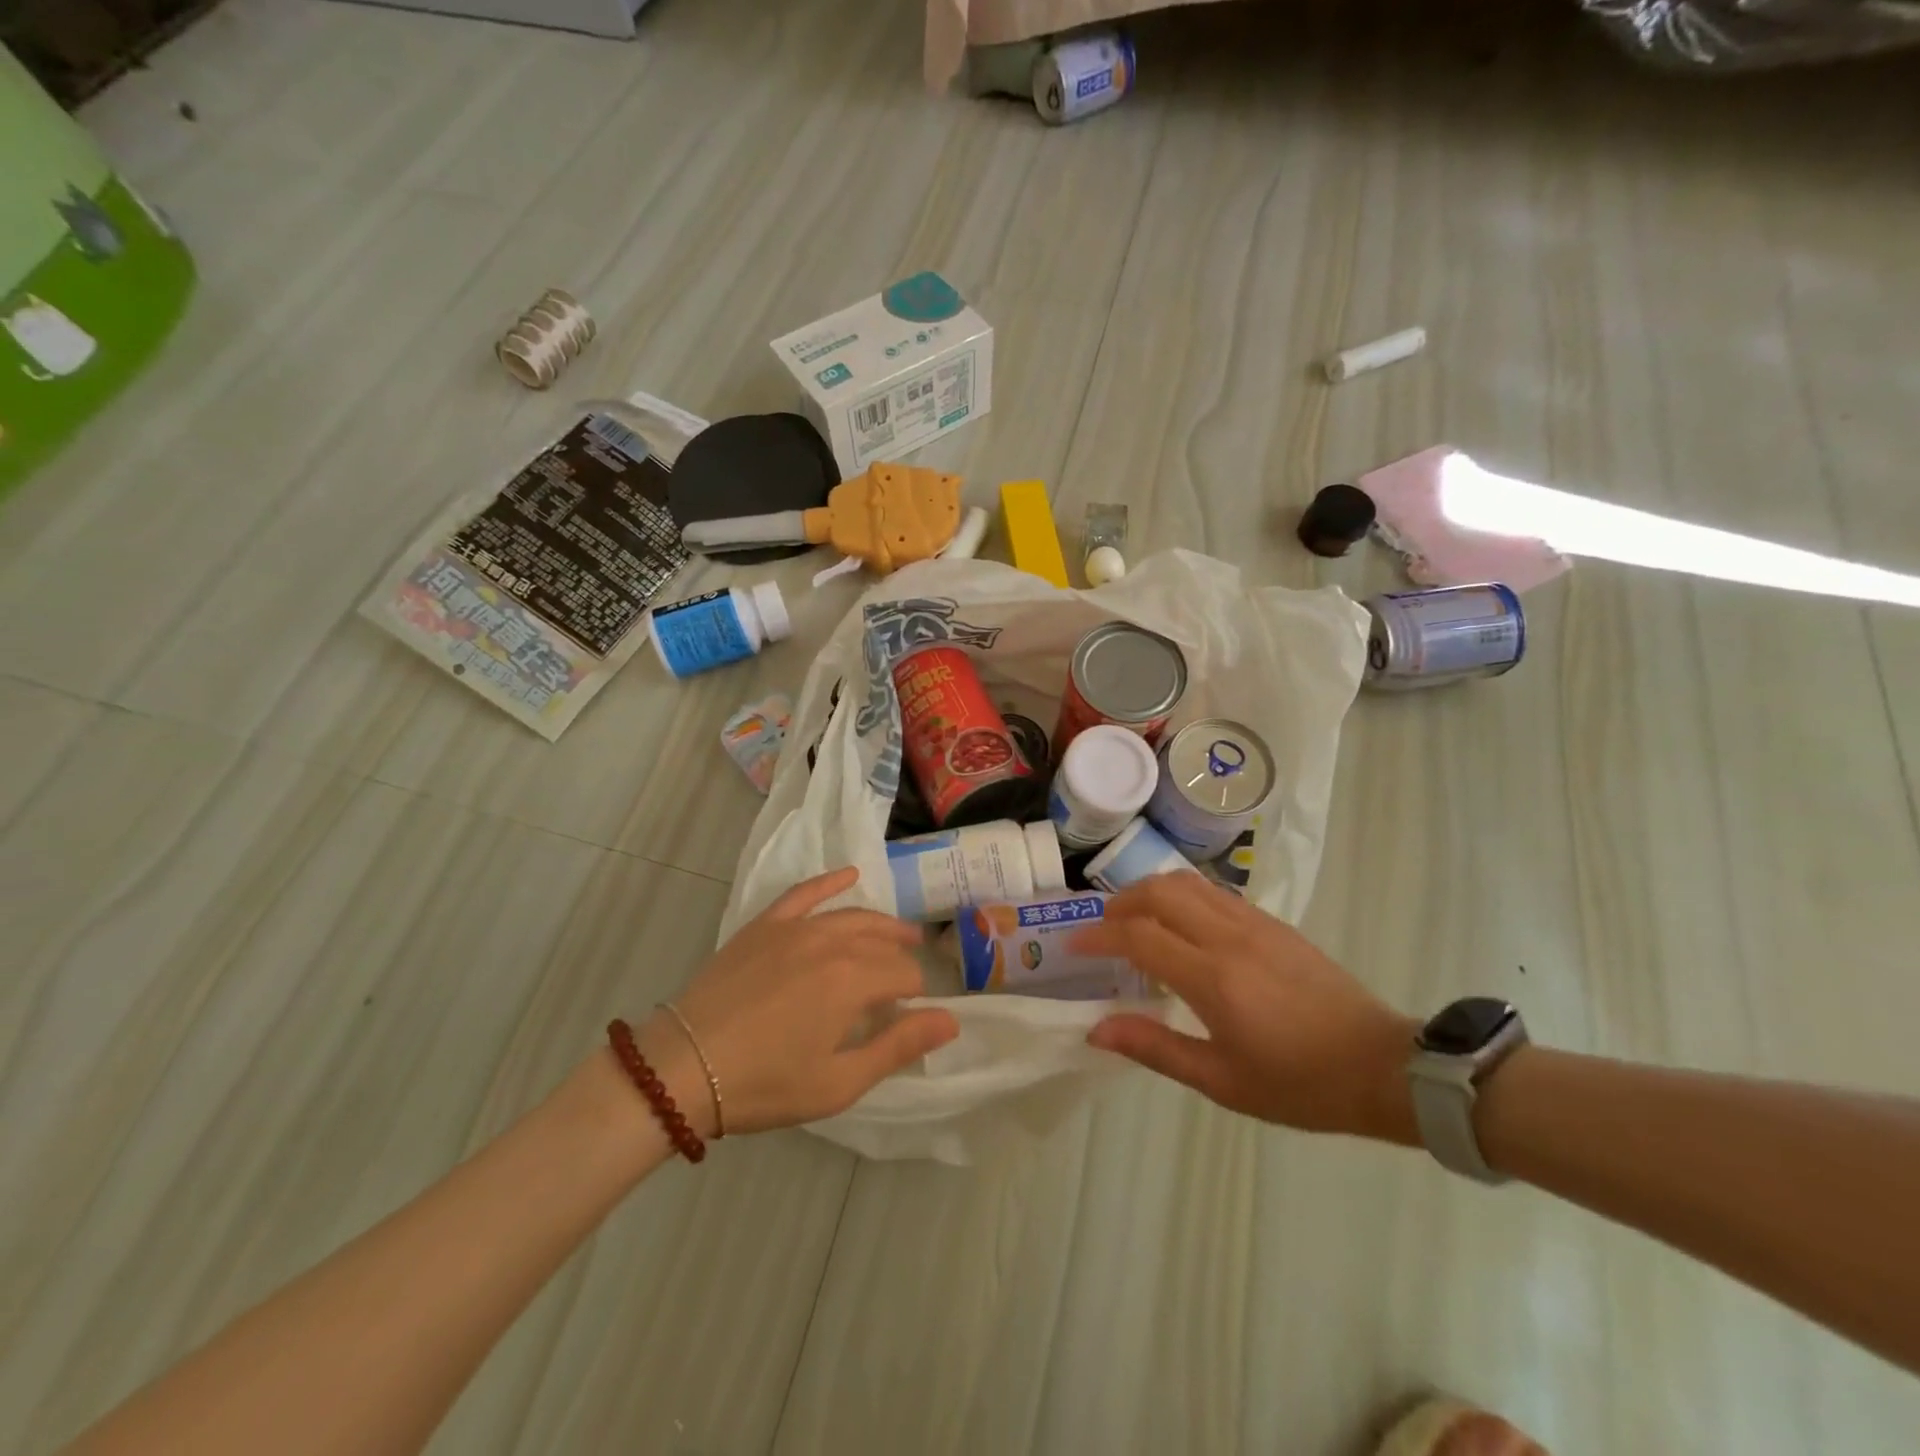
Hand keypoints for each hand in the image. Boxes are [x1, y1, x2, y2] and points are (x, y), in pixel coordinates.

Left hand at [642, 867, 958, 1136]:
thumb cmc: (766, 1083)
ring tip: (901, 934)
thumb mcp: (840, 1081)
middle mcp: (831, 942)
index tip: (912, 1016)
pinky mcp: (764, 925)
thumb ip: (898, 1046)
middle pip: (882, 944)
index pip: (904, 975)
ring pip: (852, 916)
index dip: (916, 995)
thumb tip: (951, 1019)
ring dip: (882, 925)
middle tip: (910, 981)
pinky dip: (829, 882)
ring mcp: (794, 928)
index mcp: (853, 980)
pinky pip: (804, 893)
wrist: (682, 1068)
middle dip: (902, 961)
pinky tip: (849, 875)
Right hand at [1072, 874, 1418, 1141]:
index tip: (1075, 945)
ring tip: (1135, 919)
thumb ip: (1155, 1048)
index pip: (1139, 936)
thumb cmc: (1300, 1085)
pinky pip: (1215, 892)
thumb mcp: (1222, 1082)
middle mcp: (1229, 938)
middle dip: (1120, 903)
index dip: (1099, 936)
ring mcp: (1255, 924)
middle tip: (1103, 930)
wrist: (1384, 1067)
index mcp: (1212, 978)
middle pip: (1158, 892)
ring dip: (1150, 892)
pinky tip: (1181, 924)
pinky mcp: (1274, 923)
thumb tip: (1097, 1029)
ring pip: (1187, 883)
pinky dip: (1183, 896)